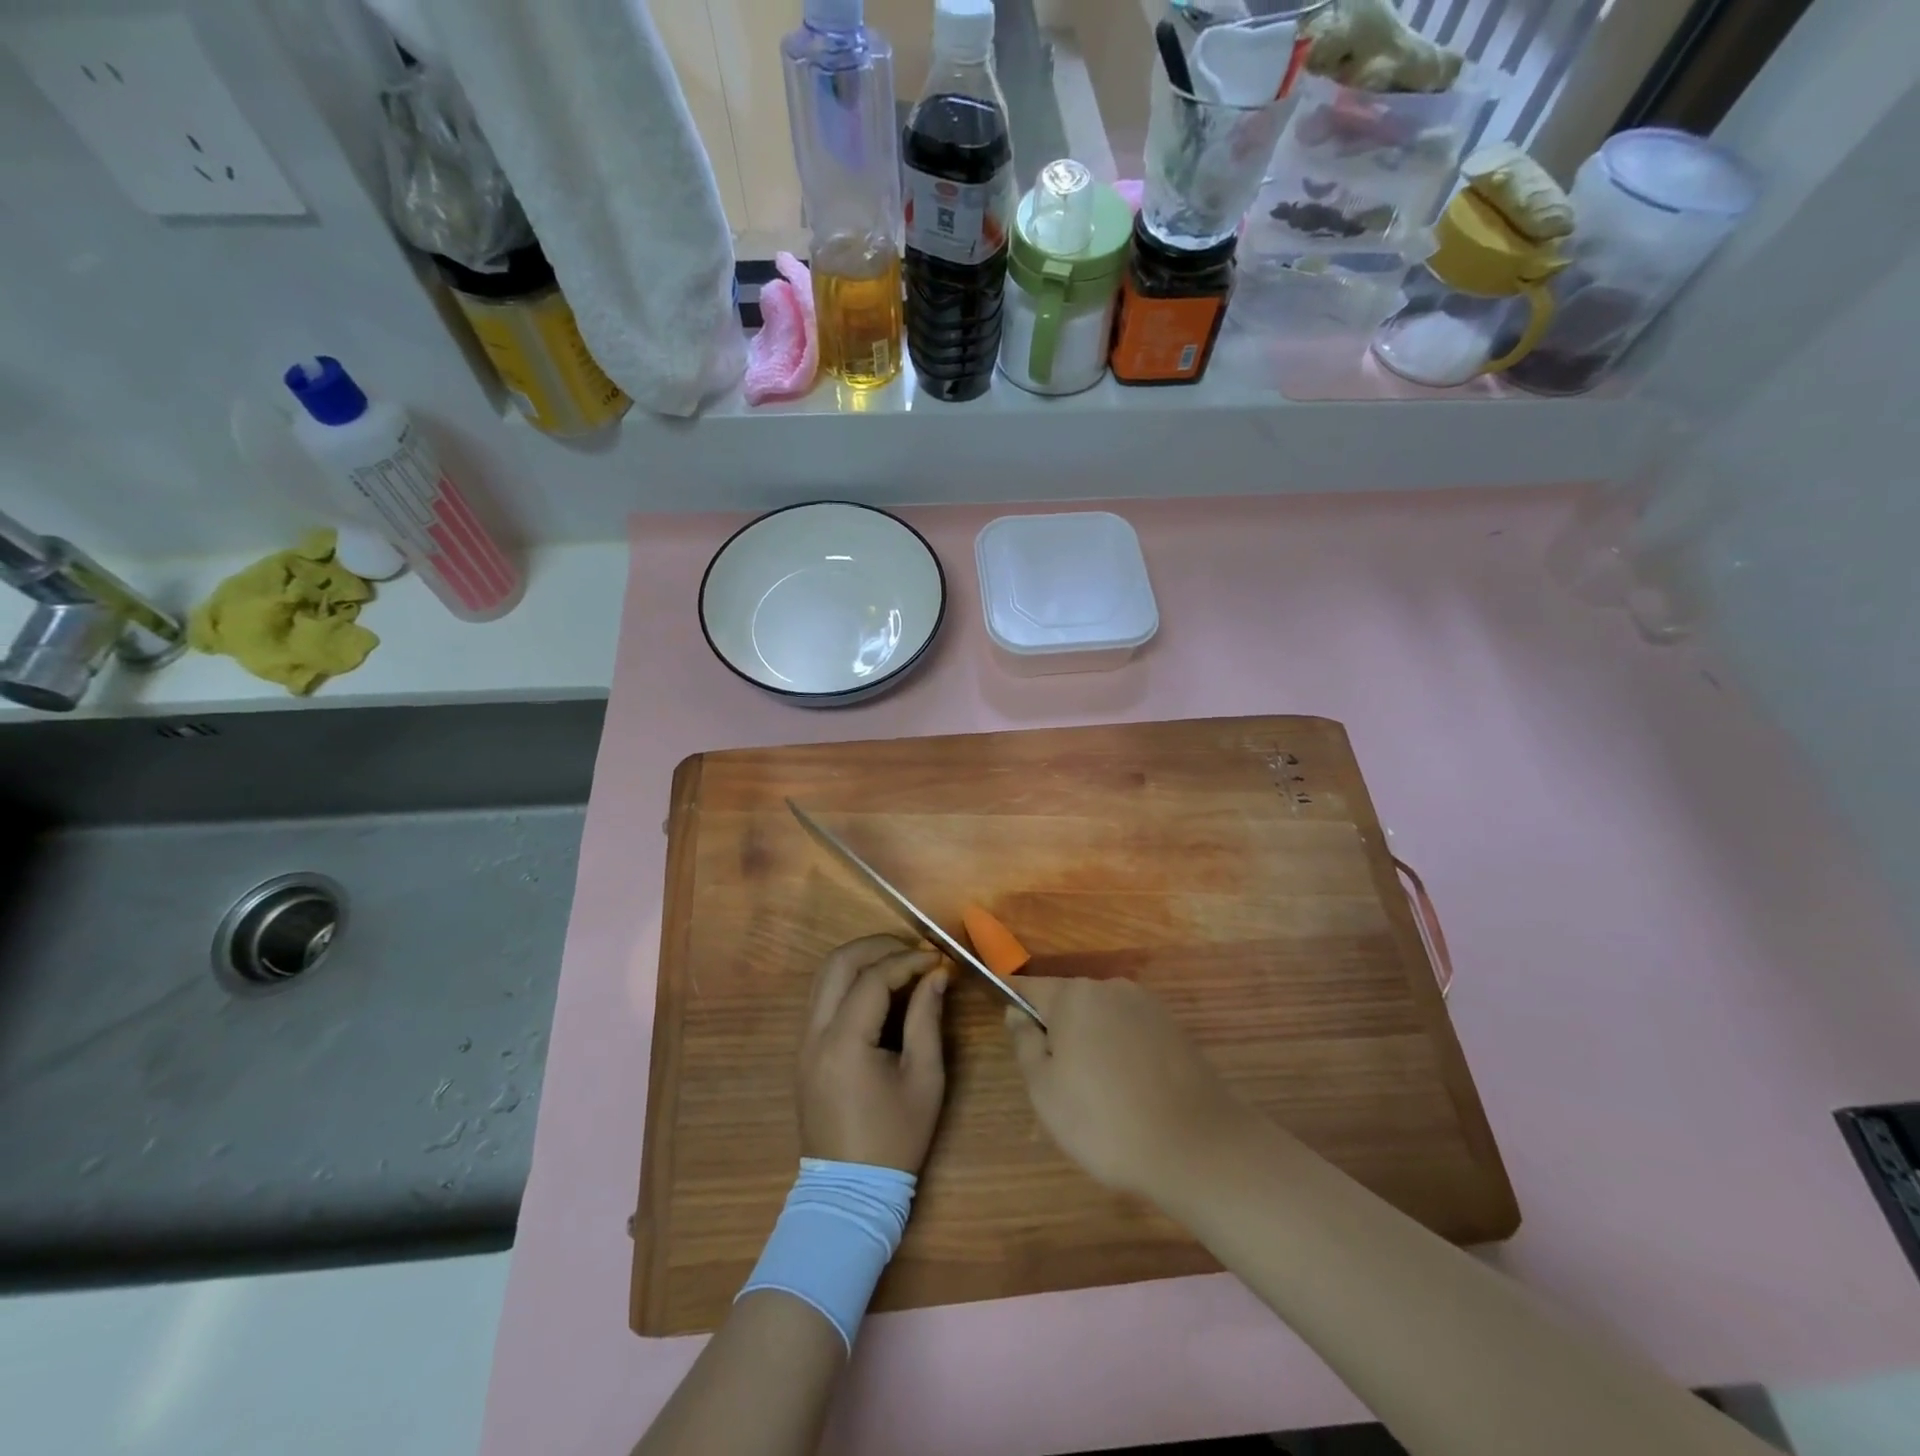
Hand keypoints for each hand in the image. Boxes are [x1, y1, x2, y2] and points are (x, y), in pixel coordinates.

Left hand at [798, 935, 948, 1173]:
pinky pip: (821, 997)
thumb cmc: (895, 1139)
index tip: (937, 959)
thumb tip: (937, 974)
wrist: (850, 1191)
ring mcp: (803, 1041)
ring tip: (899, 963)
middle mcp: (815, 1034)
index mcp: (845, 1043)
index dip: (908, 961)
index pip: (873, 978)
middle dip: (878, 946)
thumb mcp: (924, 1079)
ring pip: (824, 975)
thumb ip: (928, 1019)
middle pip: (838, 963)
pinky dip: (848, 980)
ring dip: (860, 959)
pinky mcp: (803, 1050)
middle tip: (914, 951)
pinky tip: (879, 989)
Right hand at [1005, 978, 1250, 1199]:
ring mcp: (1147, 1006)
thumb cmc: (1104, 1120)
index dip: (1015, 1004)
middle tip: (1057, 1083)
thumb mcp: (1044, 1089)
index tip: (1010, 1028)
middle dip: (1058, 1031)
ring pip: (1102, 1018)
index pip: (1030, 988)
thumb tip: (1016, 1012)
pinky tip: (1130, 1093)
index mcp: (1074, 995)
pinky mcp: (1174, 1029)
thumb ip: (1024, 1042)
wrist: (1196, 1148)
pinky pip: (1131, 1033)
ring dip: (1092, 1043)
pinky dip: (1122, 1054)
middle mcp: (1111, 987)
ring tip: (1098, 1096)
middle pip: (1069, 1002)